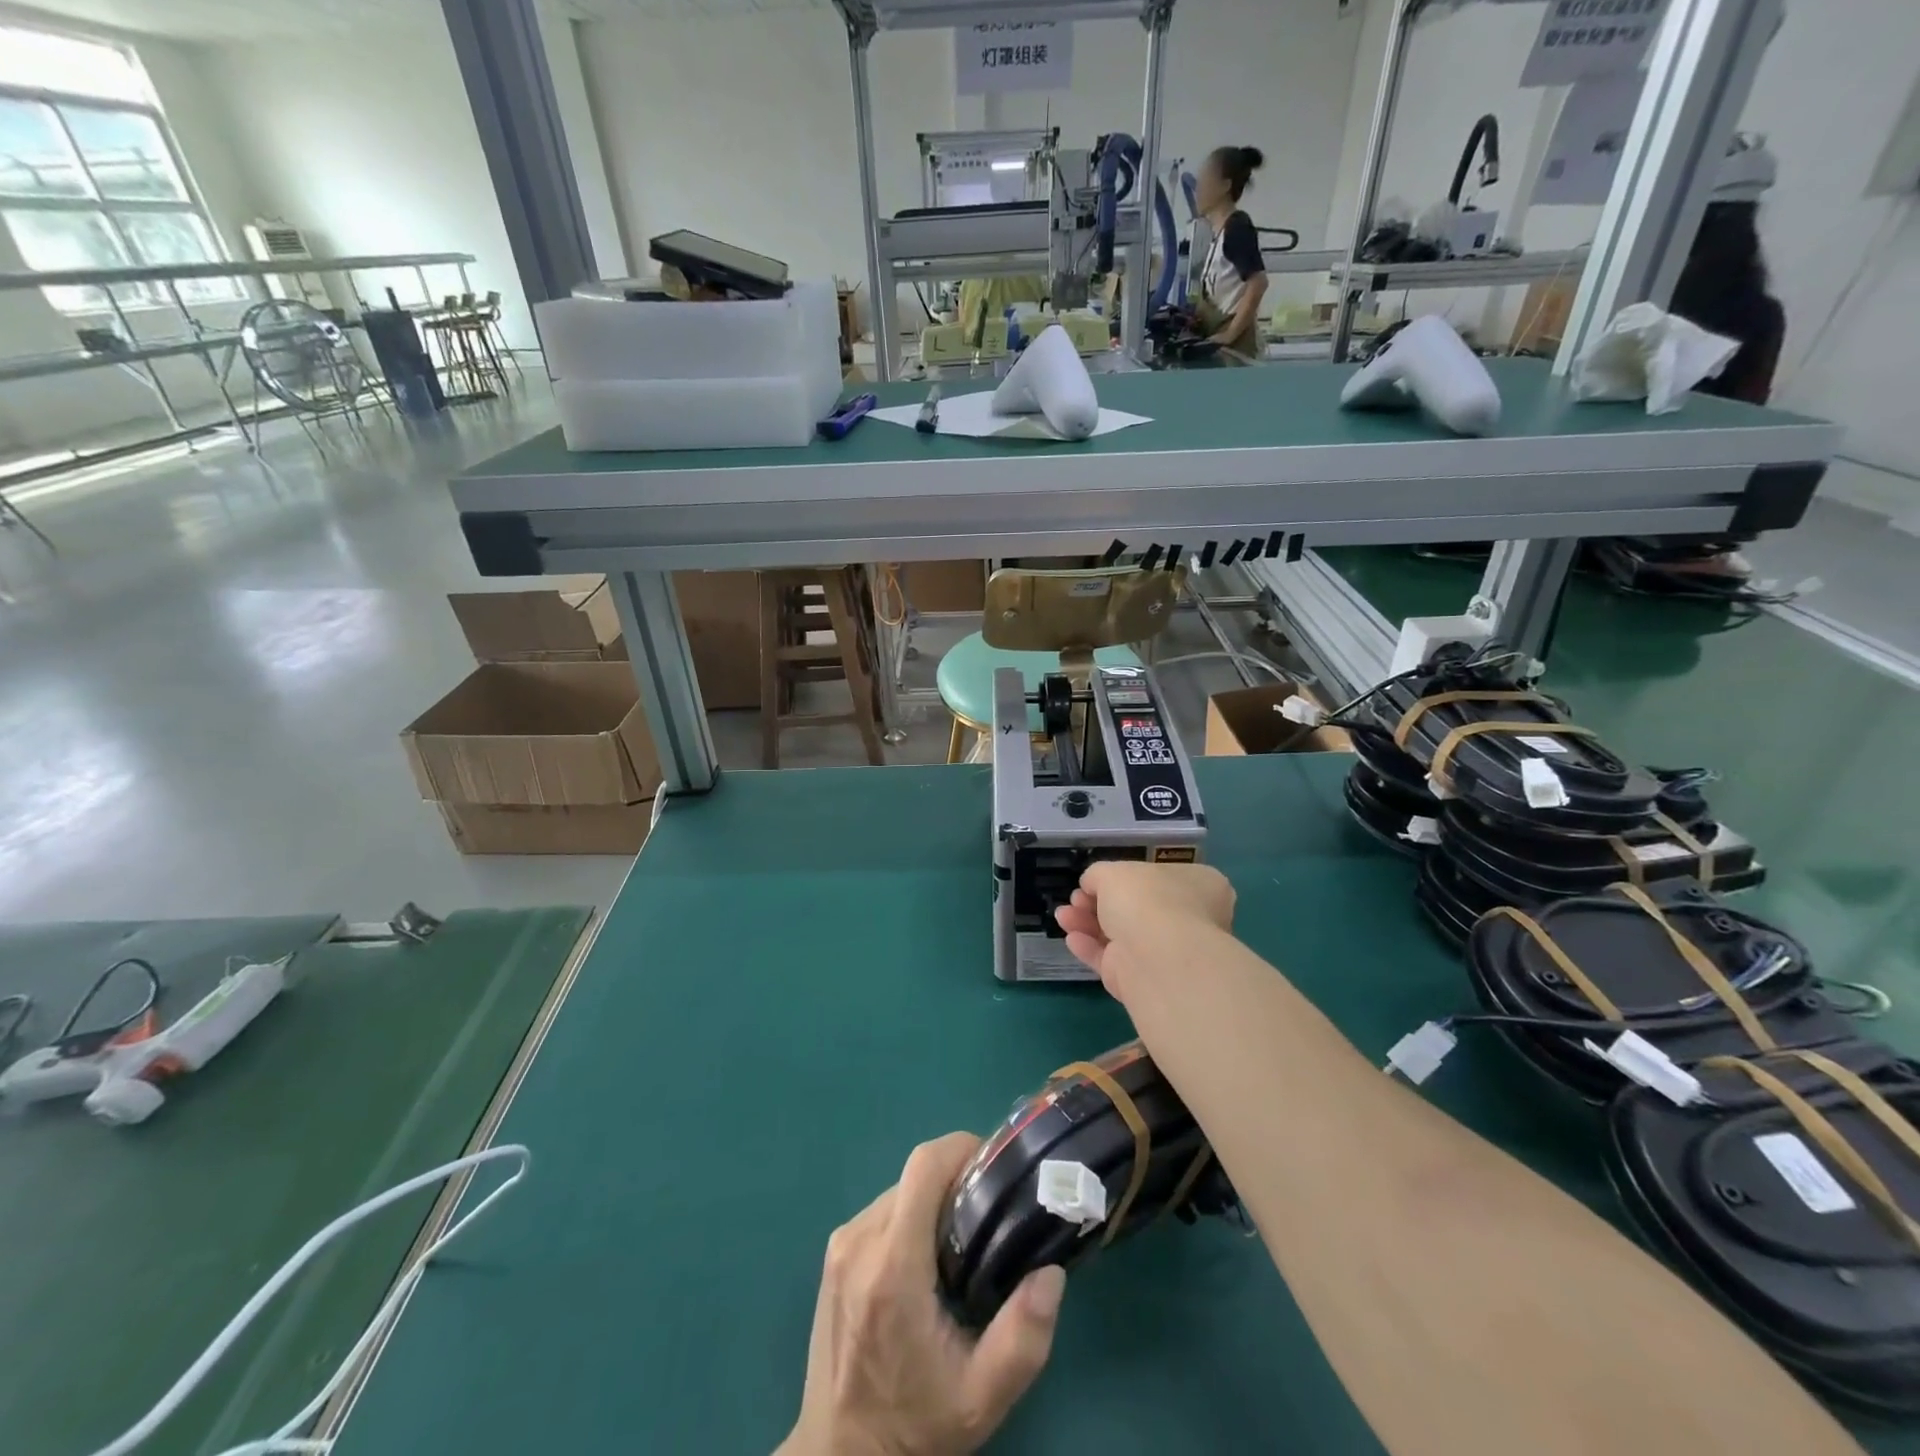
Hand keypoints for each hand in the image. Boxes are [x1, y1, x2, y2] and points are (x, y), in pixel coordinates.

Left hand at [781, 1133, 1065, 1455]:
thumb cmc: (915, 1424)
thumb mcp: (982, 1396)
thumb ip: (1023, 1335)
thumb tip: (1051, 1271)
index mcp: (893, 1266)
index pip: (924, 1166)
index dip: (962, 1148)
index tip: (995, 1168)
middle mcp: (860, 1241)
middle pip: (915, 1175)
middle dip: (956, 1179)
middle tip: (990, 1212)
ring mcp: (841, 1245)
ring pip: (898, 1189)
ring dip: (932, 1198)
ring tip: (964, 1239)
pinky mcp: (834, 1255)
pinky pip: (881, 1210)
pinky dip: (910, 1215)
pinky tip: (928, 1258)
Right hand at [1052, 861, 1234, 1001]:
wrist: (1158, 959)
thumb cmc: (1147, 900)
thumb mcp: (1114, 871)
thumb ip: (1098, 875)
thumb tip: (1091, 884)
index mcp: (1198, 886)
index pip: (1162, 877)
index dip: (1127, 877)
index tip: (1097, 880)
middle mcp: (1189, 918)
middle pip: (1137, 908)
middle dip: (1098, 902)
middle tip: (1076, 898)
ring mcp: (1167, 953)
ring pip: (1120, 935)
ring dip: (1088, 923)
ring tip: (1062, 916)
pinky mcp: (1144, 980)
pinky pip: (1113, 960)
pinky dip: (1091, 948)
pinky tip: (1071, 938)